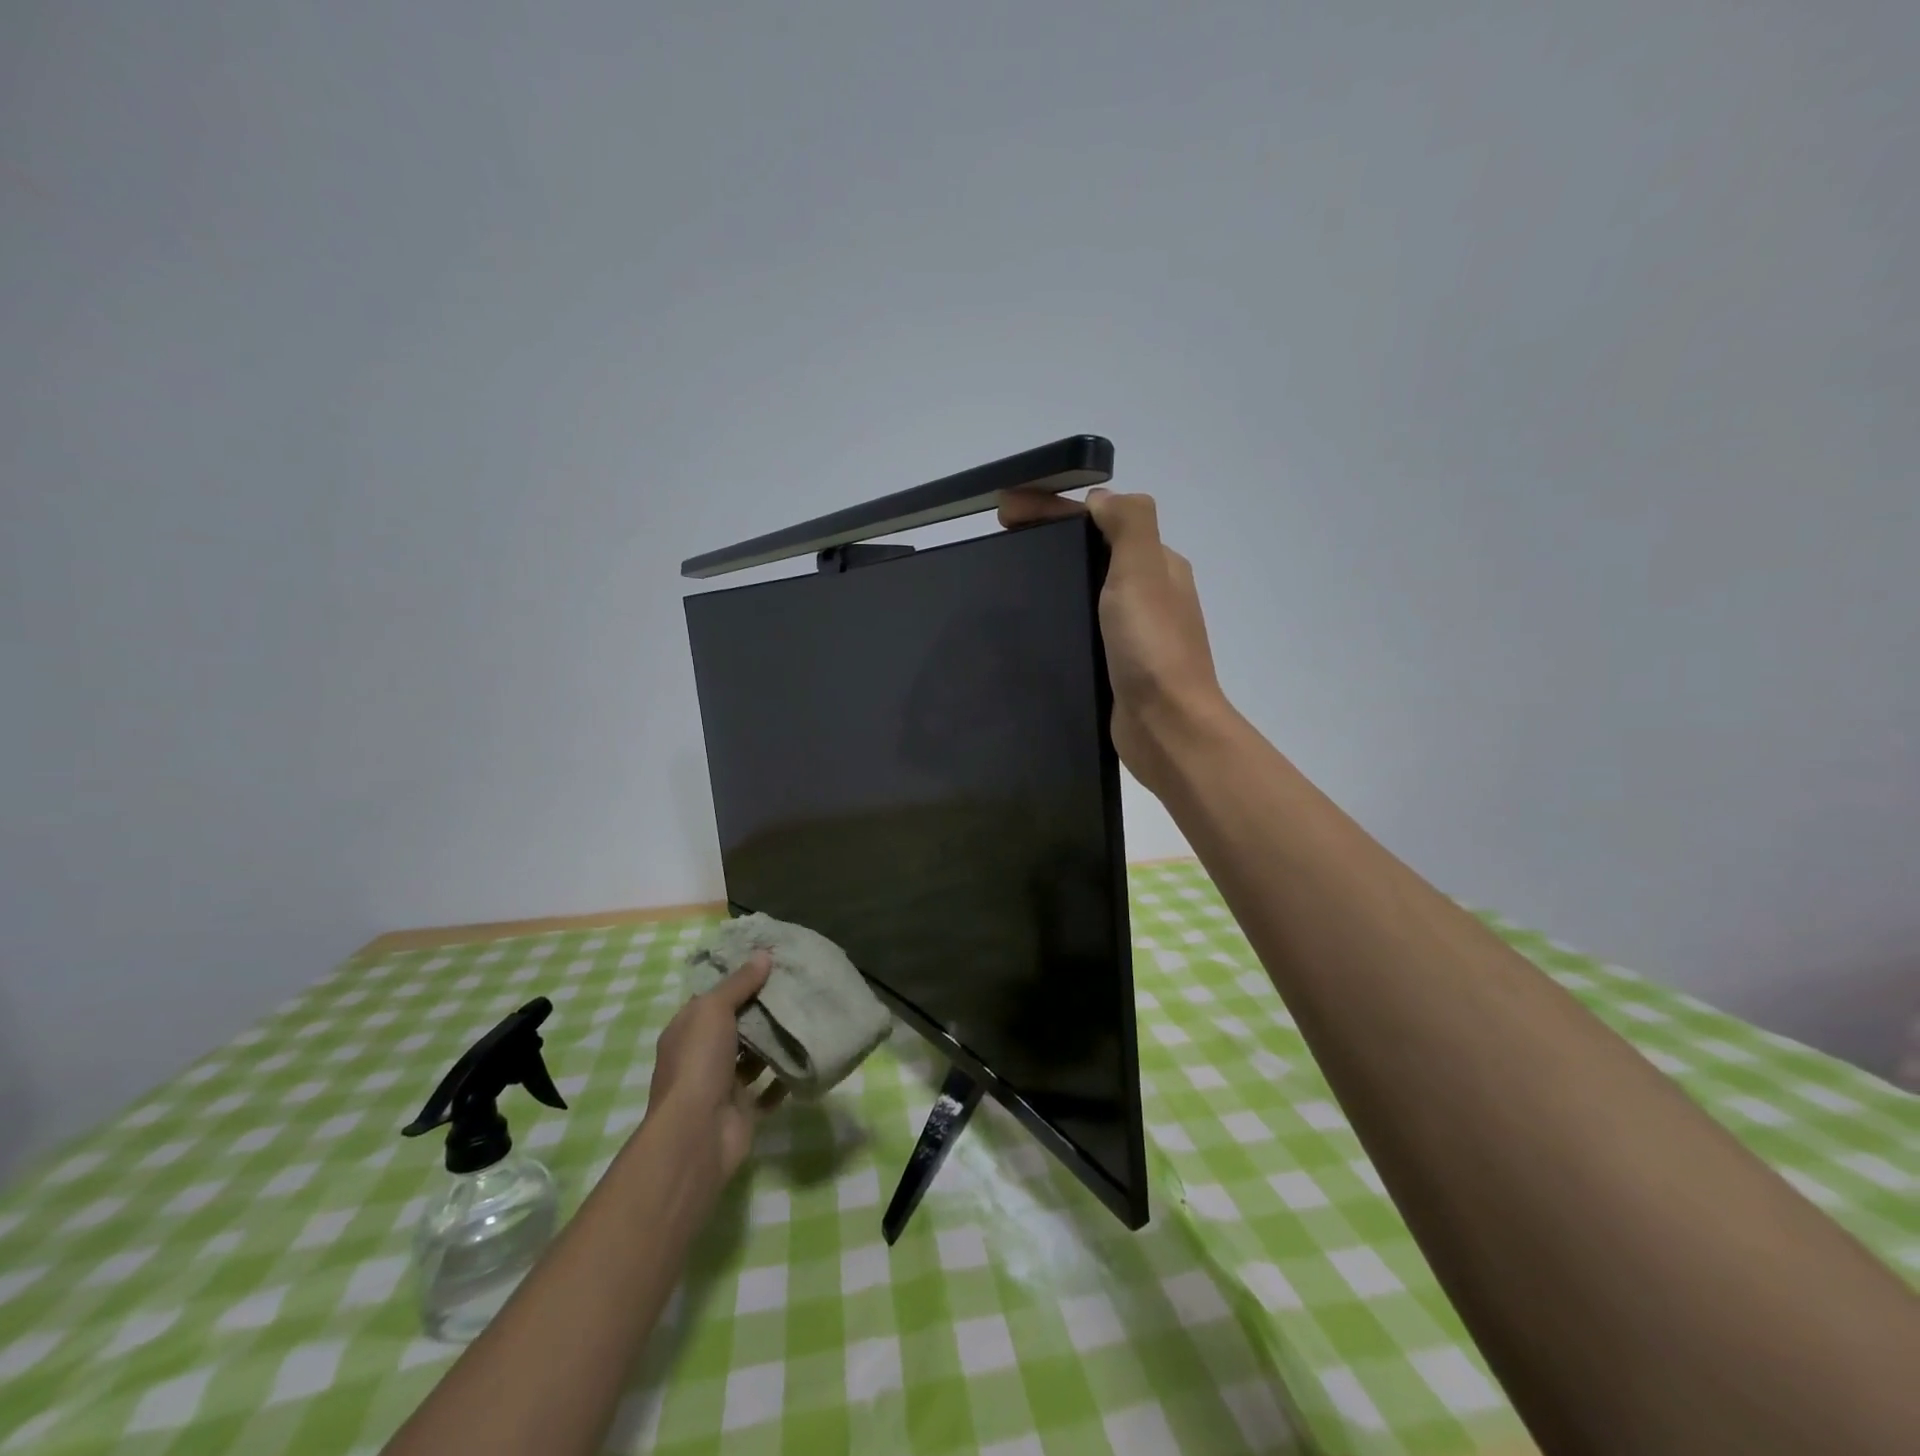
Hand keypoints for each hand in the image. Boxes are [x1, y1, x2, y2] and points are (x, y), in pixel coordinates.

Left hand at [647, 951, 785, 1182]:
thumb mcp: (714, 1010)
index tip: (771, 963)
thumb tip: (763, 955)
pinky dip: (785, 1075)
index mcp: (688, 1030)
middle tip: (797, 985)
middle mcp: (703, 1055)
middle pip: (736, 1025)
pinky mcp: (745, 1108)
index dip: (739, 980)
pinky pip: (770, 1088)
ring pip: (754, 1055)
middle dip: (762, 1009)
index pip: (714, 998)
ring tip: (807, 1015)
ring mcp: (723, 1083)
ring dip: (776, 1041)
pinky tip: (807, 1056)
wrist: (697, 1133)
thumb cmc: (699, 1062)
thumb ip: (739, 983)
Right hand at [999, 487, 1230, 794]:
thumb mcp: (1143, 570)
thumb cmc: (1152, 647)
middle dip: (1047, 536)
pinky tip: (1029, 622)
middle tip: (999, 539)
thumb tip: (1100, 499)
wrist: (1166, 726)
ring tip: (1005, 578)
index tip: (1004, 510)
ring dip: (1050, 573)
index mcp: (1155, 563)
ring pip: (1085, 587)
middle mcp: (1147, 591)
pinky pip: (1082, 624)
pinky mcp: (1115, 662)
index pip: (1100, 519)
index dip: (1052, 507)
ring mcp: (1132, 630)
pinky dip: (1057, 611)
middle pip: (1091, 549)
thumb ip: (1128, 523)